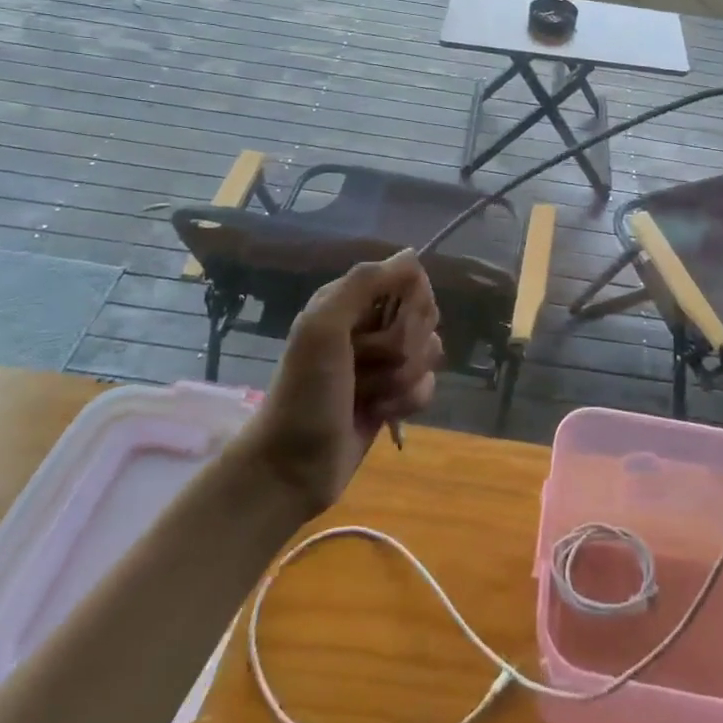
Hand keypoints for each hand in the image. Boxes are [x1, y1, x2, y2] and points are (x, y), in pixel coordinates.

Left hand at [246, 251, 441, 515]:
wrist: (292, 468)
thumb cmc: (305, 392)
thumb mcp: (323, 327)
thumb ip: (364, 283)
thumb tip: (411, 254)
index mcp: (350, 301)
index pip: (410, 279)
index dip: (411, 303)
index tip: (392, 324)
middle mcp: (370, 324)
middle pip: (424, 316)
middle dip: (404, 346)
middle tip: (366, 365)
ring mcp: (383, 362)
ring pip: (430, 351)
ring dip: (403, 378)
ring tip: (369, 396)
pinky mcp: (394, 395)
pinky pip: (427, 385)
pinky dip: (407, 402)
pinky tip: (380, 414)